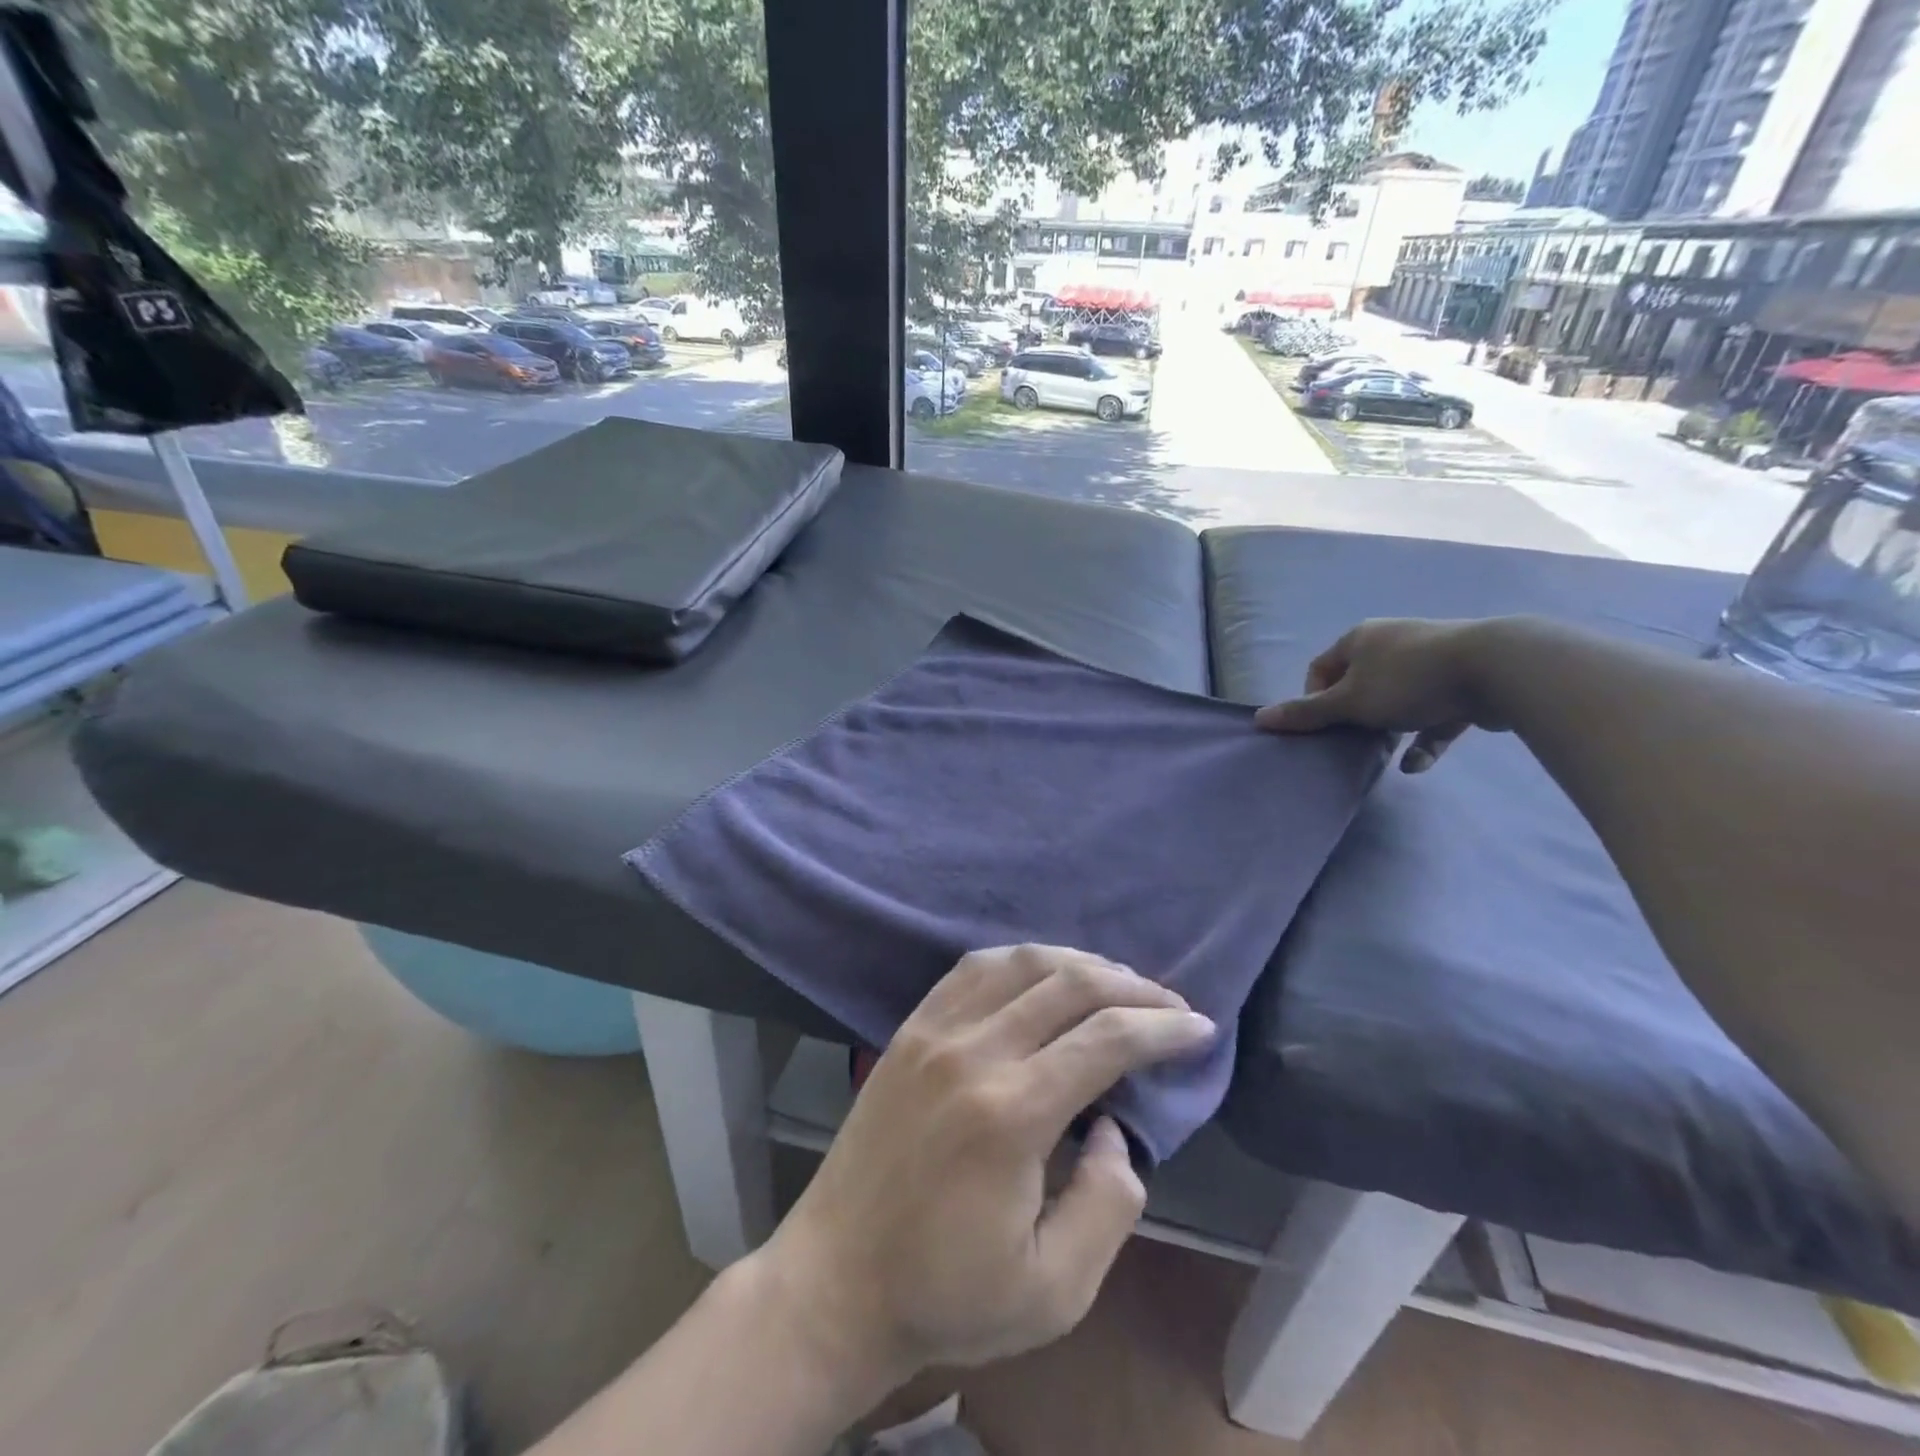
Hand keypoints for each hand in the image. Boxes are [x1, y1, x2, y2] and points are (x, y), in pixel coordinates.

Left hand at [753, 946, 1214, 1386]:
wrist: (835, 1279)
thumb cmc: (946, 1294)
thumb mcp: (1055, 1289)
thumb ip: (1109, 1201)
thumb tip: (1113, 1124)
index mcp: (1011, 1113)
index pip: (1106, 1039)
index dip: (1163, 1027)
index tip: (1200, 1029)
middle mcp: (973, 1051)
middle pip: (1069, 985)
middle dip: (1133, 987)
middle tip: (1171, 1005)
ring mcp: (934, 1031)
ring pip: (1022, 963)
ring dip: (1080, 962)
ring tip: (1118, 983)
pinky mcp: (910, 1028)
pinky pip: (972, 969)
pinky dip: (1020, 960)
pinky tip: (1043, 973)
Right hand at [1253, 617, 1510, 771]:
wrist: (1496, 670)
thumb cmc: (1408, 681)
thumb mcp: (1349, 701)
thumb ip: (1306, 713)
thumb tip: (1260, 719)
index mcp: (1360, 640)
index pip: (1321, 668)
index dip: (1313, 699)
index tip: (1320, 725)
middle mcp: (1392, 644)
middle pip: (1358, 684)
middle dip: (1352, 716)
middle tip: (1349, 740)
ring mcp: (1429, 662)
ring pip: (1396, 701)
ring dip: (1388, 728)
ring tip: (1382, 753)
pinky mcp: (1461, 686)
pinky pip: (1432, 717)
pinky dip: (1423, 740)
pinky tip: (1416, 766)